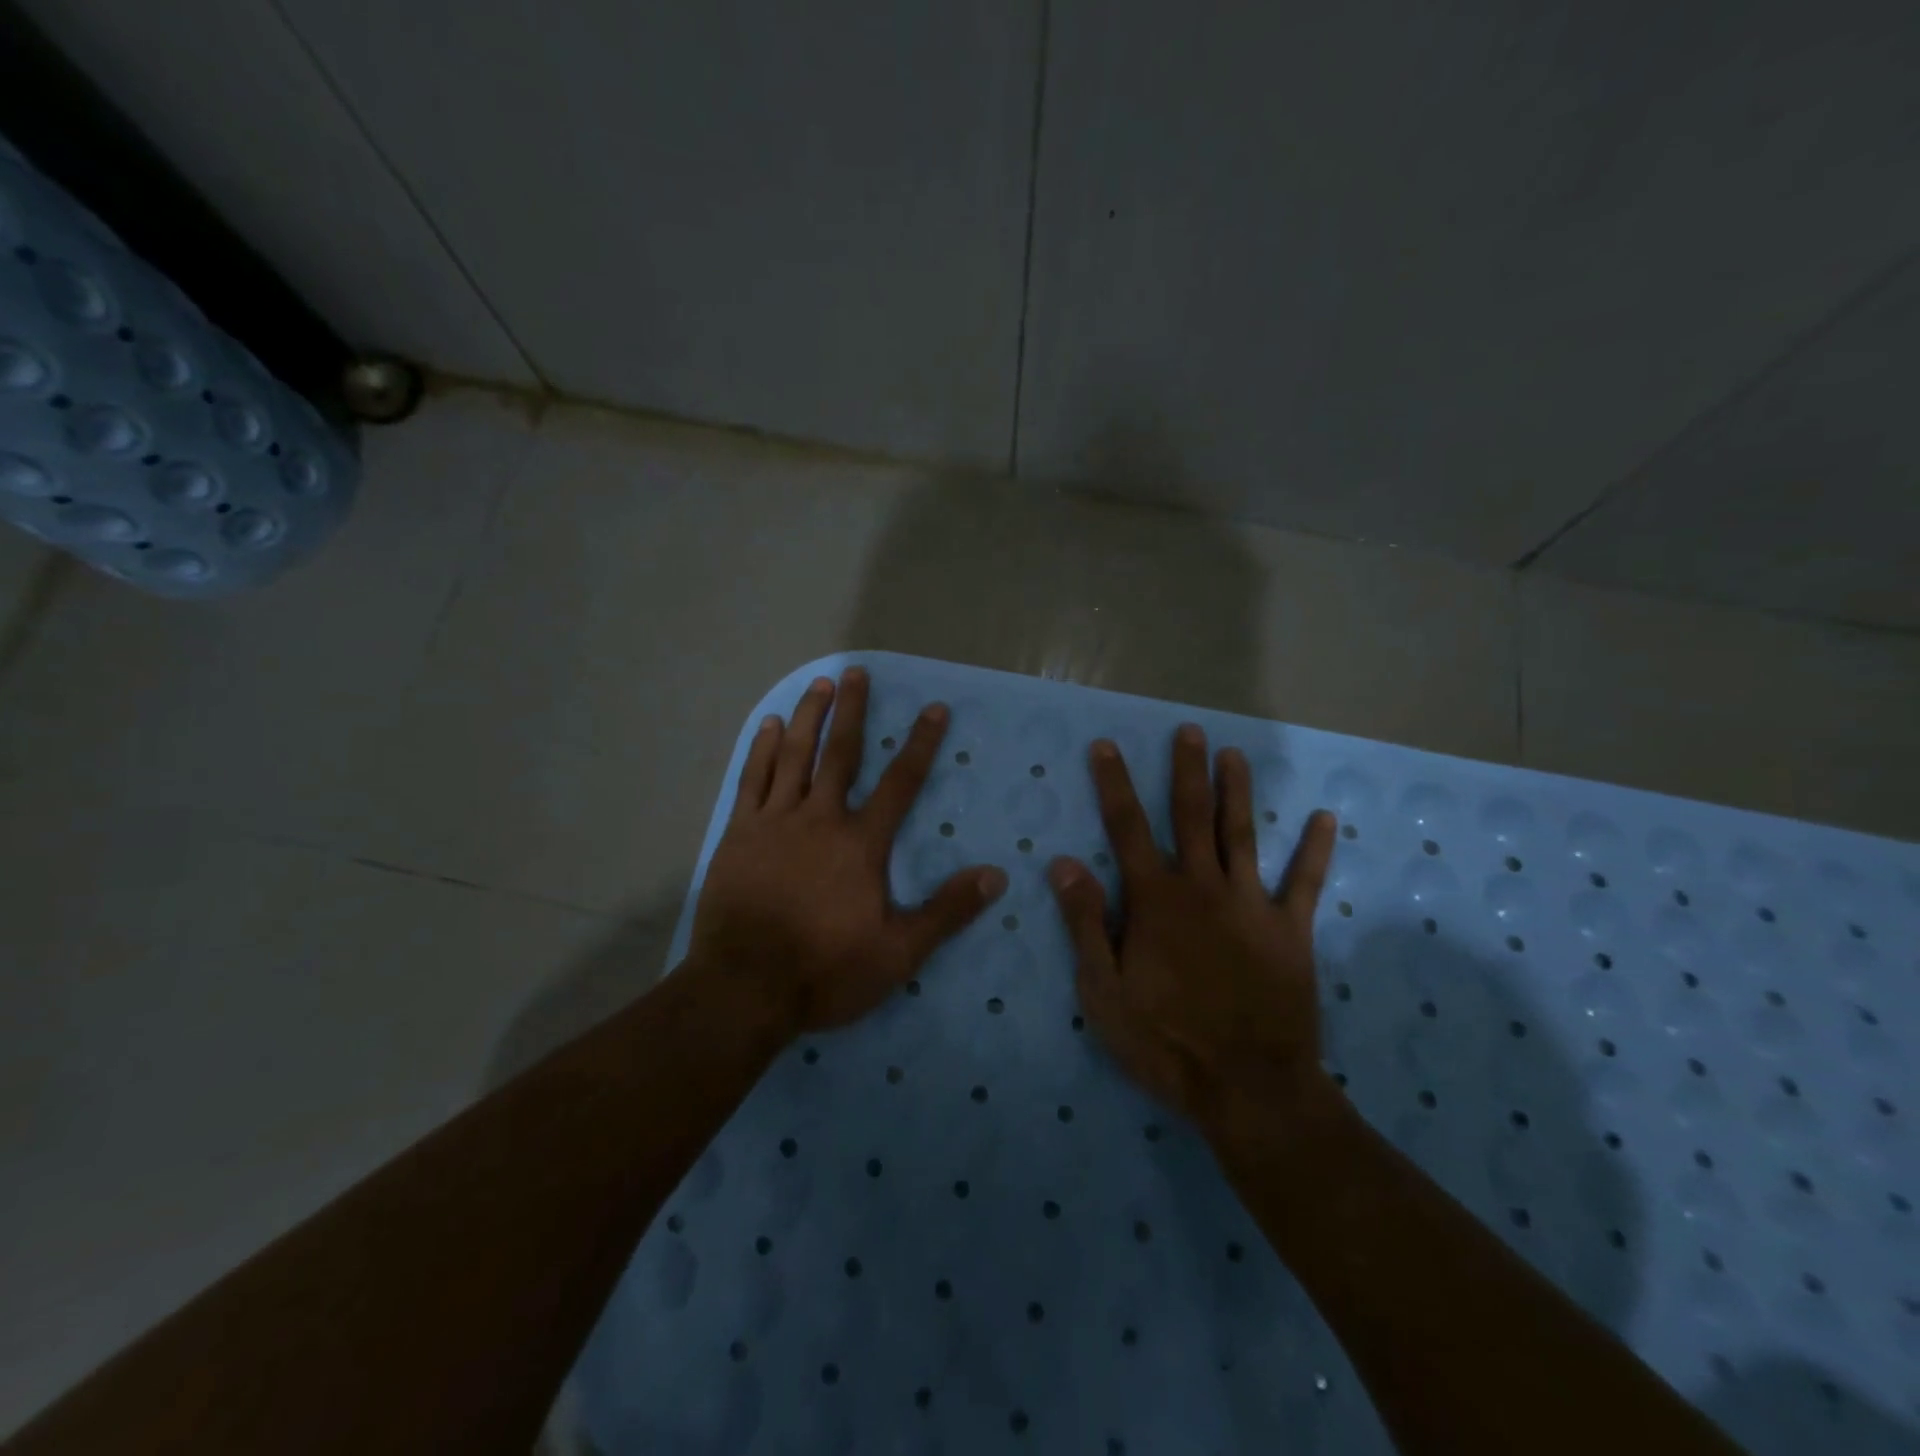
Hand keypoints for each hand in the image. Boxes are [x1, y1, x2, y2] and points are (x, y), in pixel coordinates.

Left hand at [688, 667, 1007, 1033]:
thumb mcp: (898, 952)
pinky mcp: (739, 834)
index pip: (900, 783)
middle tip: (857, 671)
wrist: (744, 988)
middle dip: (853, 710)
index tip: (934, 709)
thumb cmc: (825, 971)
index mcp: (860, 843)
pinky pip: (752, 779)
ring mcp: (774, 822)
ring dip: (807, 717)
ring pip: (793, 756)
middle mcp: (819, 819)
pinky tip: (766, 726)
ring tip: (819, 685)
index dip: (920, 744)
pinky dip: (760, 749)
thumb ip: (947, 911)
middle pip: (840, 754)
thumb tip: (996, 875)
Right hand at [1047, 723, 1338, 1134]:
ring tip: (1234, 755)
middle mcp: (1203, 888)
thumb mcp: (1104, 991)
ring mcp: (1251, 905)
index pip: (1127, 828)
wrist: (1248, 1088)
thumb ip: (1085, 922)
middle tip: (1189, 731)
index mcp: (1155, 900)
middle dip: (1187, 771)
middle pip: (1191, 816)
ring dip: (1238, 792)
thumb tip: (1064, 862)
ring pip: (1241, 835)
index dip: (1114, 784)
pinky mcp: (1290, 931)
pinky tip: (1326, 819)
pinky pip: (1305, 883)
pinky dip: (1315, 851)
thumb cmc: (1165, 1041)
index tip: (1107, 746)